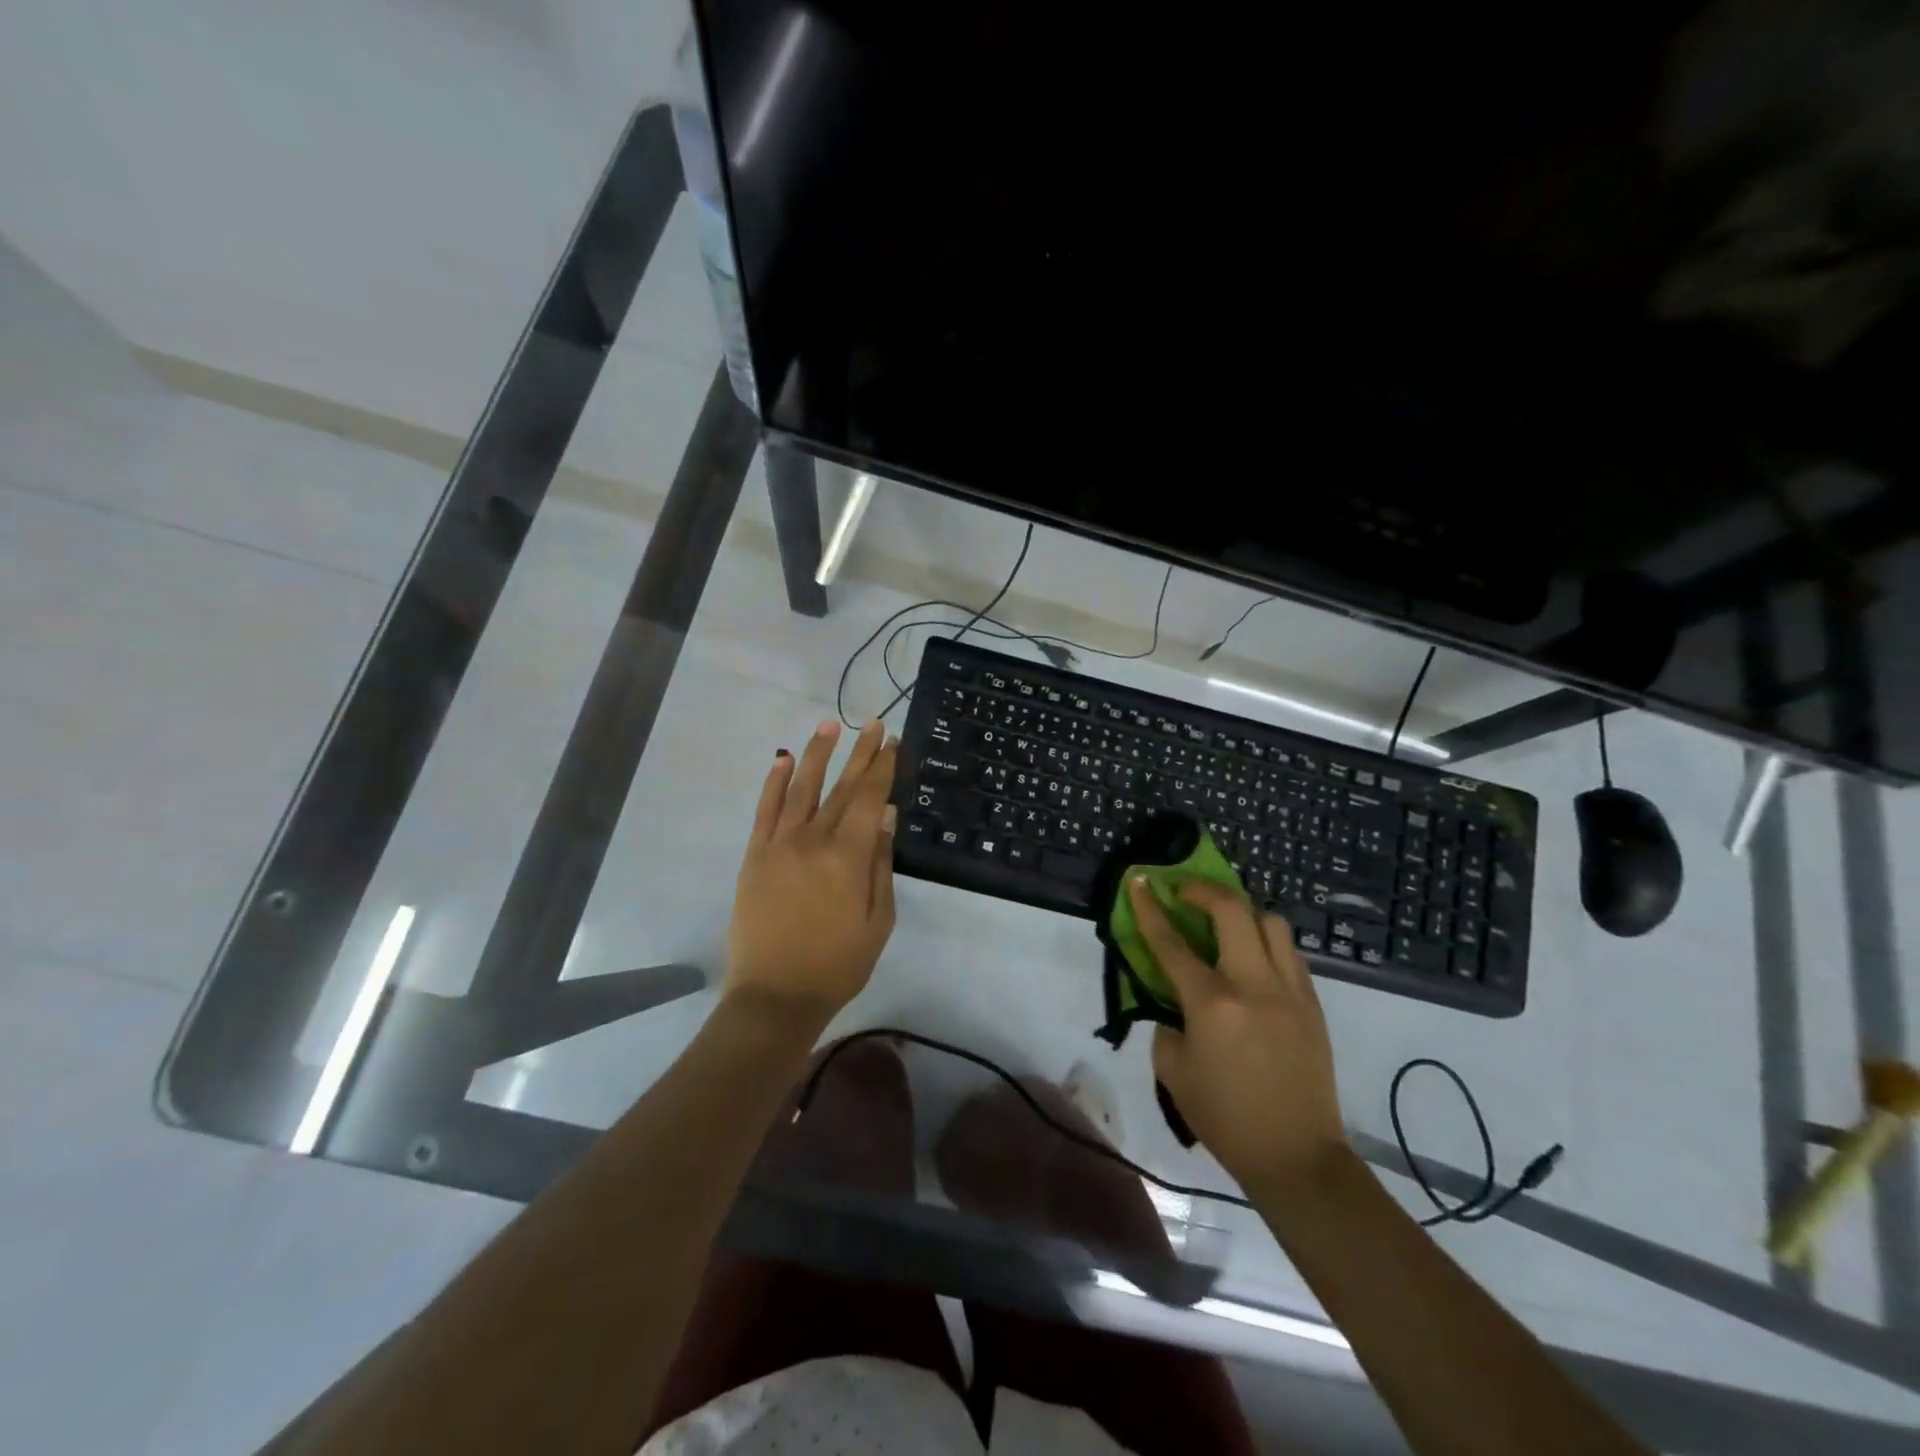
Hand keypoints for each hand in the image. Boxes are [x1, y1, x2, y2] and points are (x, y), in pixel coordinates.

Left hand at [725, 719, 899, 1025]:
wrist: (775, 996)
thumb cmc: (838, 964)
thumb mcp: (878, 920)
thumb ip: (882, 864)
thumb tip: (887, 816)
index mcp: (849, 856)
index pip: (870, 798)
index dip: (883, 767)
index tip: (892, 742)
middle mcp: (814, 839)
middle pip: (842, 787)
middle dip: (860, 753)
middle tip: (873, 724)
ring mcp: (779, 844)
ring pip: (801, 788)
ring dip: (817, 754)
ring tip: (830, 724)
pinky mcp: (755, 855)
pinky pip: (765, 810)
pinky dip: (774, 782)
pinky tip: (783, 760)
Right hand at [1128, 876, 1347, 1193]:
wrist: (1297, 1157)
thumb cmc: (1225, 1118)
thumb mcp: (1173, 1072)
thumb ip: (1166, 1024)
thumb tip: (1174, 1000)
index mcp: (1212, 1004)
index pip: (1171, 942)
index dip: (1149, 907)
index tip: (1138, 880)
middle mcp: (1254, 984)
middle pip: (1232, 910)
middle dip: (1202, 889)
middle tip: (1184, 891)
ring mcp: (1290, 990)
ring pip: (1270, 922)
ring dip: (1242, 912)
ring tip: (1225, 924)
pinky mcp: (1313, 1003)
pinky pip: (1289, 952)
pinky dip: (1266, 941)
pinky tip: (1253, 958)